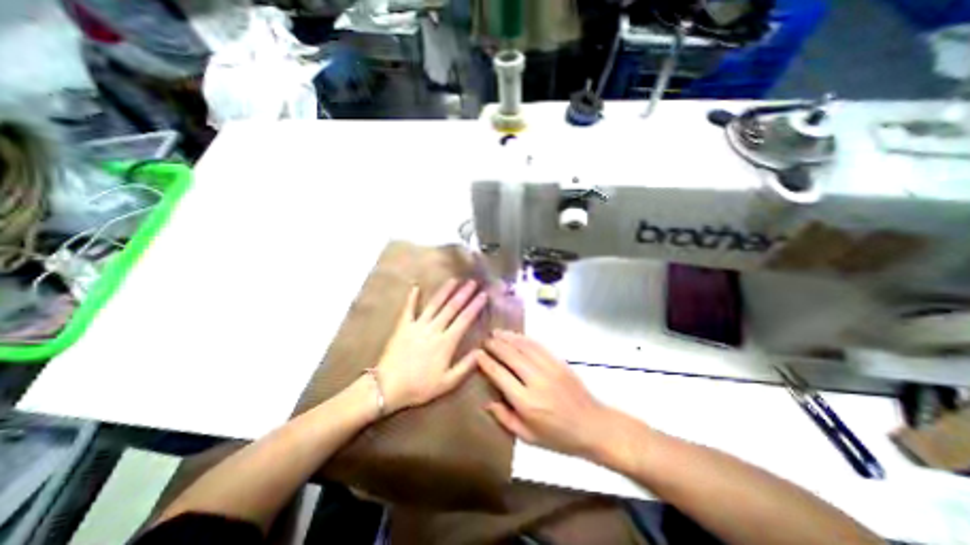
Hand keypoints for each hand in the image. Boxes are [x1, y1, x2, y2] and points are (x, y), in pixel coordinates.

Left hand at [376, 281, 488, 413]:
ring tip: (453, 280)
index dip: (475, 306)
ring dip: (444, 291)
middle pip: (451, 307)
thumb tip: (481, 351)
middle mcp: (434, 329)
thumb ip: (466, 366)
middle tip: (472, 282)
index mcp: (446, 342)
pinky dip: (412, 297)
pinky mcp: (403, 326)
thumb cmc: (420, 387)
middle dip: (463, 293)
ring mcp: (417, 325)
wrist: (388, 387)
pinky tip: (415, 286)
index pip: (464, 319)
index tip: (483, 295)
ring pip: (434, 304)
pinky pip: (408, 308)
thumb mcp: (447, 382)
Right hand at [476, 329, 611, 456]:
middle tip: (484, 340)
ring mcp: (549, 368)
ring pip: (523, 346)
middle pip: (510, 356)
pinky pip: (538, 345)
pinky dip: (524, 338)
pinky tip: (516, 335)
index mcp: (526, 402)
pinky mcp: (559, 362)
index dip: (487, 362)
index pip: (500, 375)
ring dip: (508, 337)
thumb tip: (486, 402)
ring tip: (496, 332)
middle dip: (495, 345)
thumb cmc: (559, 437)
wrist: (593, 426)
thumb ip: (505, 419)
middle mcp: (536, 381)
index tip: (477, 354)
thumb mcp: (528, 437)